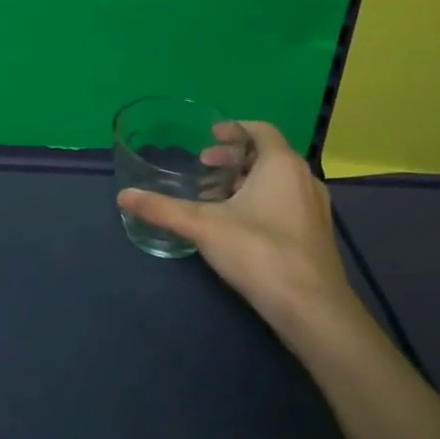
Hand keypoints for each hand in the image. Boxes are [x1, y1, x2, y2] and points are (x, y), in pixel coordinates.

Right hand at [117, 121, 355, 333]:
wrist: (312, 309)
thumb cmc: (259, 252)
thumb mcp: (203, 226)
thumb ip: (163, 209)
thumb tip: (123, 196)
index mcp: (281, 165)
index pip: (261, 130)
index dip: (234, 129)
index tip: (209, 137)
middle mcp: (304, 180)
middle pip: (268, 155)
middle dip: (233, 158)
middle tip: (204, 167)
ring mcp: (315, 209)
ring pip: (278, 181)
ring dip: (246, 181)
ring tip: (215, 197)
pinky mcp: (316, 235)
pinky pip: (286, 202)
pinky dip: (261, 201)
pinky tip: (237, 225)